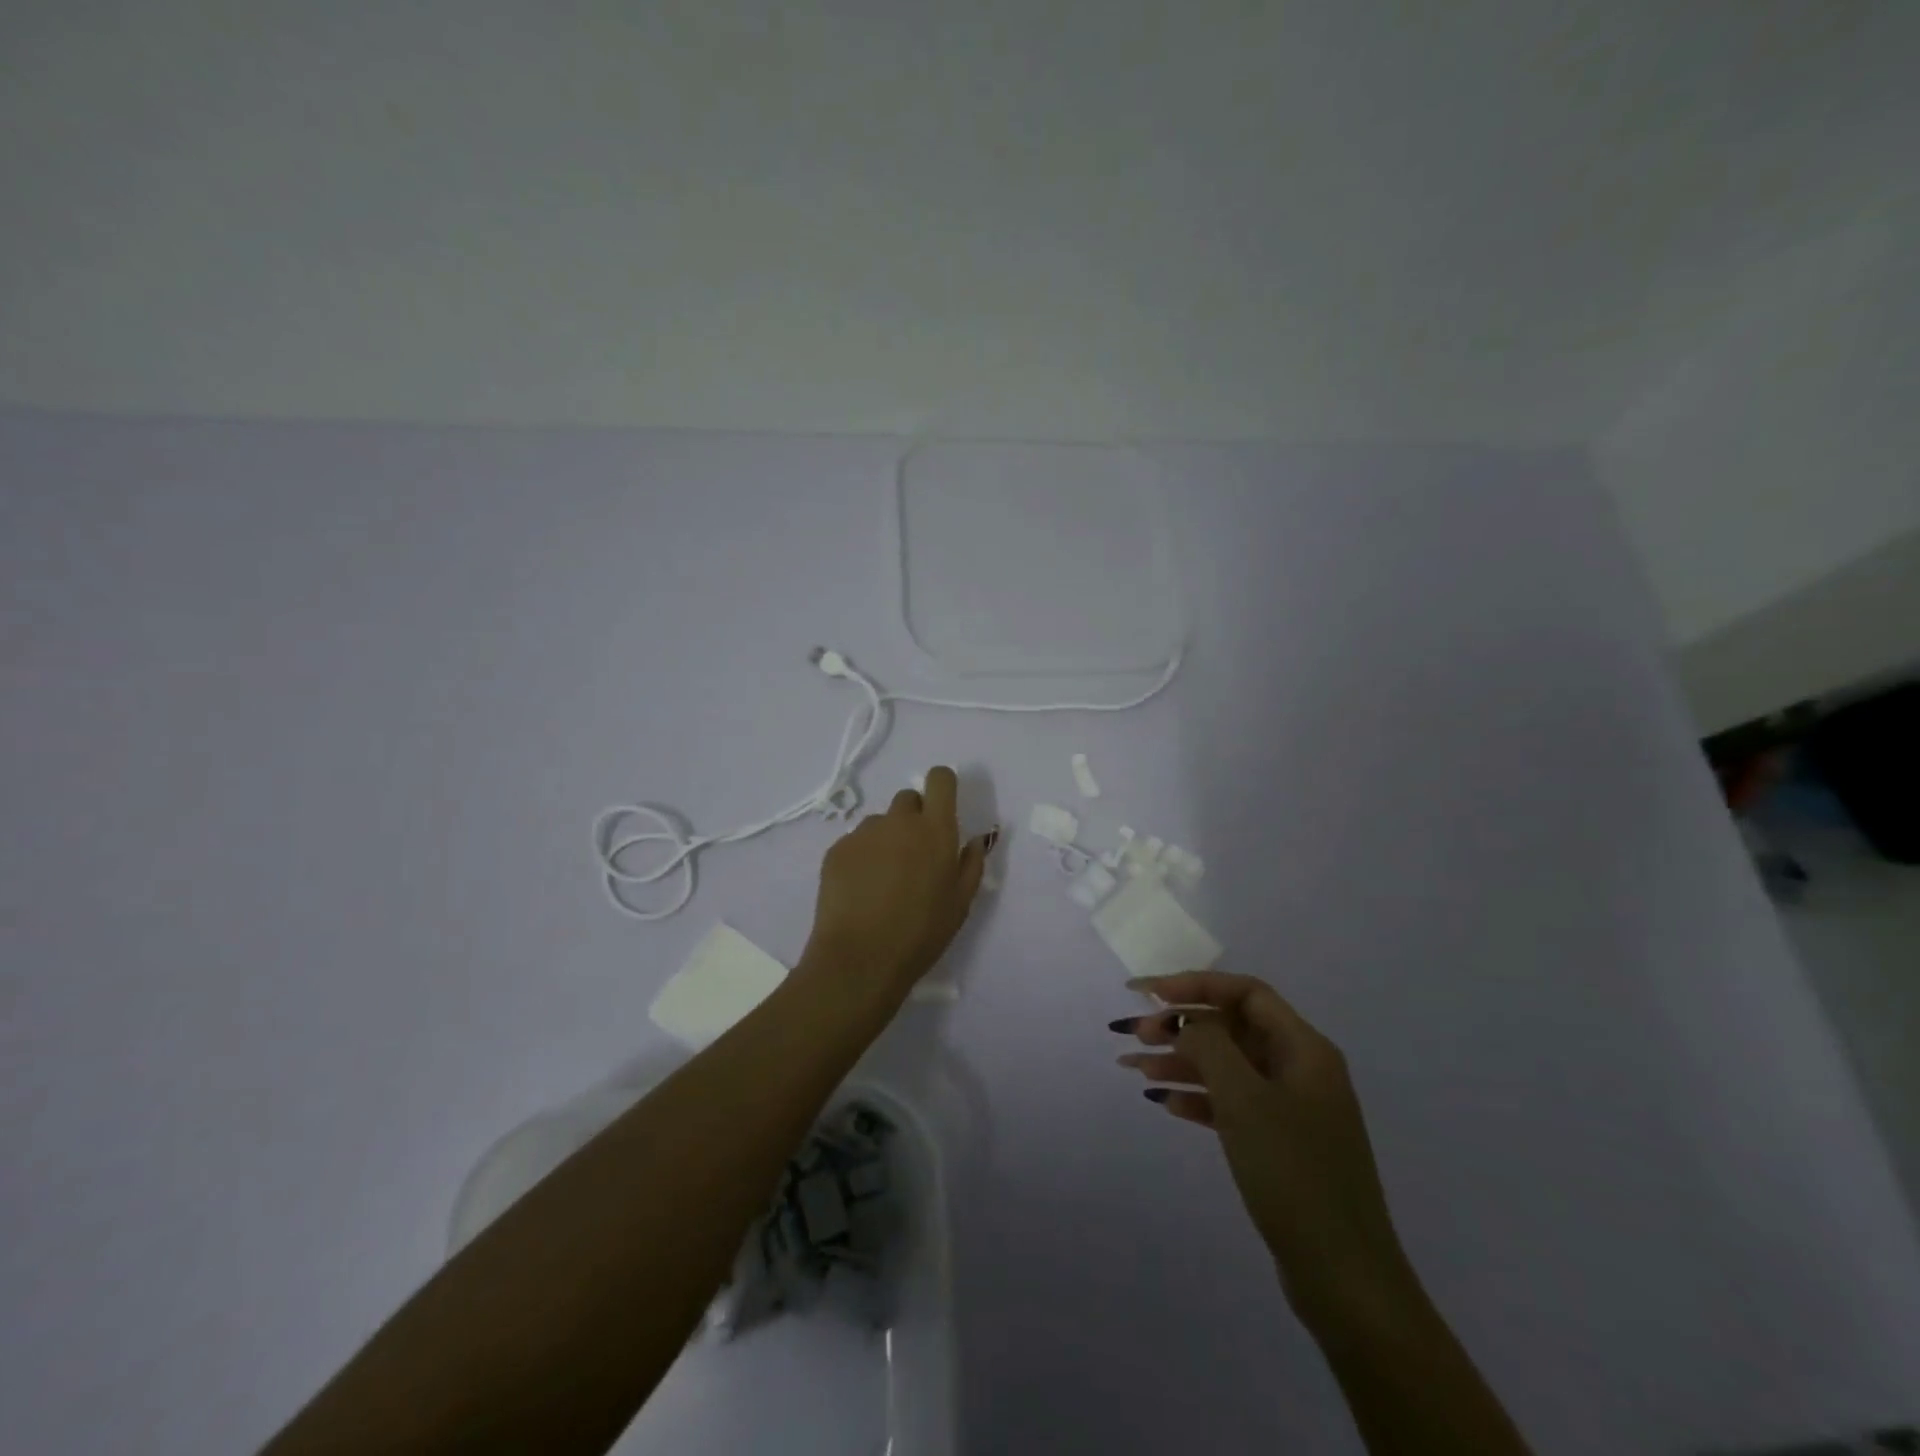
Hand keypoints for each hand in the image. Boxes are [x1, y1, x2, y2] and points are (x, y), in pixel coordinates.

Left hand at [800, 766, 993, 1012]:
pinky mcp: (836, 850)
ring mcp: (863, 833)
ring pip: (880, 822)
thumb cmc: (921, 933)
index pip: (940, 779)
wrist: (860, 958)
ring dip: (887, 839)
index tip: (943, 807)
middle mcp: (898, 821)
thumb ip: (971, 864)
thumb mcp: (961, 903)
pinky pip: (855, 842)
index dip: (942, 786)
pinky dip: (862, 858)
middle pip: (908, 799)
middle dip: (914, 818)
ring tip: (884, 880)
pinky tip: (861, 891)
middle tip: (915, 856)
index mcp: (935, 830)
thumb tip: (973, 841)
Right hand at [1114, 971, 1417, 1330]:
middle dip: (1182, 1026)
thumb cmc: (1294, 1173)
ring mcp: (1293, 1109)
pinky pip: (1233, 1103)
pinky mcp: (1281, 1144)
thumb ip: (1208, 1045)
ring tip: (1133, 1068)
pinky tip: (1165, 1103)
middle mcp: (1301, 1069)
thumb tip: (1186, 1021)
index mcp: (1304, 1048)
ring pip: (1228, 1067)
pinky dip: (1199, 1098)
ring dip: (1182, 1062)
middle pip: (1233, 1028)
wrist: (1344, 1278)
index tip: (1148, 994)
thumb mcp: (1244, 1099)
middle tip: (1133, 1035)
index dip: (1195, 985)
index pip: (1245, 993)